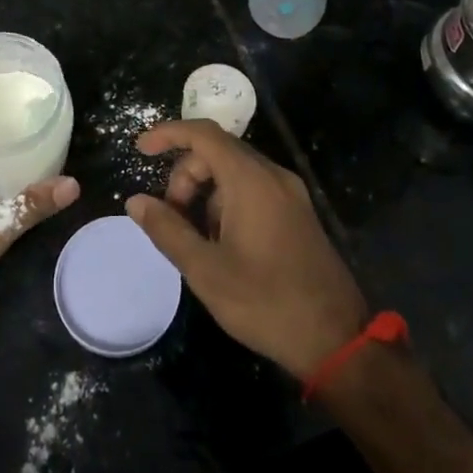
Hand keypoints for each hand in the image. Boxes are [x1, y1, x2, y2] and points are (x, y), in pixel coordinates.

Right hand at [126, 120, 367, 380]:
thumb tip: (135, 201)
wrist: (337, 339)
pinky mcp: (298, 212)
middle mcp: (273, 175)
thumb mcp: (206, 270)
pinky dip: (228, 202)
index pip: (203, 133)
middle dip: (185, 176)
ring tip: (197, 239)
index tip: (140, 149)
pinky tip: (223, 244)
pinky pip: (254, 188)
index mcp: (250, 179)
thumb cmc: (266, 302)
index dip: (168, 134)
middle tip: (171, 218)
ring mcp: (290, 193)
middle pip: (217, 152)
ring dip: (206, 193)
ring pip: (235, 172)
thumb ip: (167, 230)